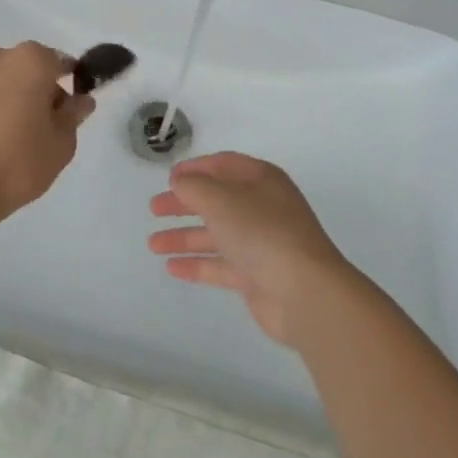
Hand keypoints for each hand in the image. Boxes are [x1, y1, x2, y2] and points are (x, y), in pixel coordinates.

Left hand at [0, 42, 93, 221]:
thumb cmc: (18, 160)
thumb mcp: (62, 143)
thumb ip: (73, 115)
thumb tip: (80, 100)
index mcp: (32, 59)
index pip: (62, 64)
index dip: (71, 86)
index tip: (72, 112)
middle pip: (30, 68)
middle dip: (40, 90)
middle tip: (45, 127)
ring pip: (4, 80)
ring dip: (13, 97)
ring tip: (17, 136)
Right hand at [147, 152, 353, 347]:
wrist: (305, 293)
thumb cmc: (262, 232)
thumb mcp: (221, 199)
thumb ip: (194, 187)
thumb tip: (180, 182)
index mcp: (261, 180)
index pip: (223, 164)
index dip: (195, 168)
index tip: (168, 177)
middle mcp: (262, 207)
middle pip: (216, 199)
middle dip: (184, 203)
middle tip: (154, 209)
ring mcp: (260, 243)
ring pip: (216, 234)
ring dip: (184, 236)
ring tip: (152, 244)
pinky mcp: (257, 276)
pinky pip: (221, 264)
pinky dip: (197, 263)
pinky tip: (171, 267)